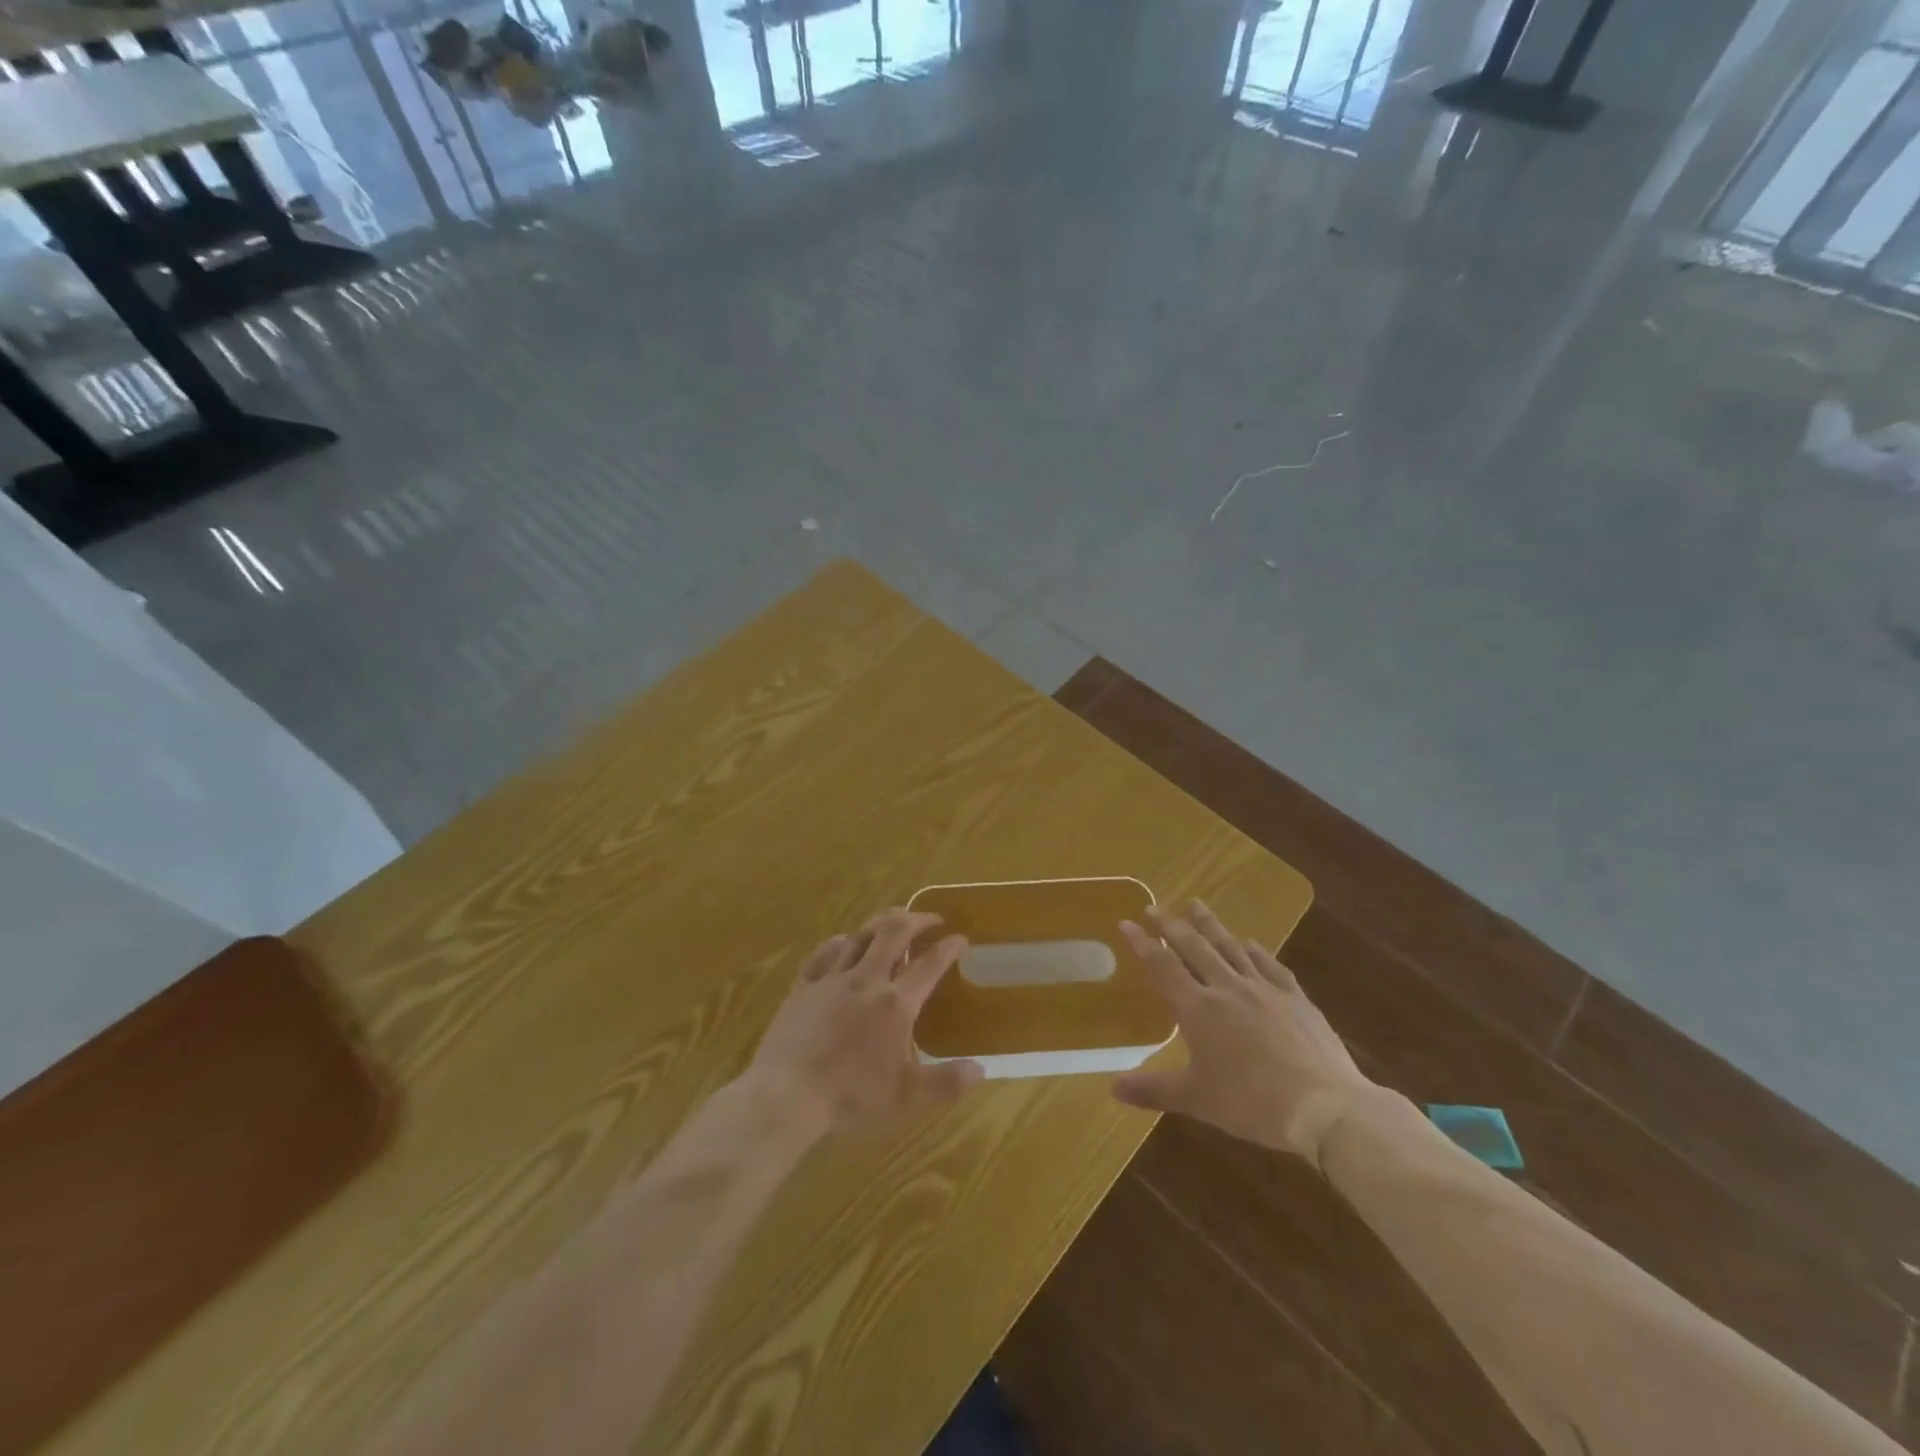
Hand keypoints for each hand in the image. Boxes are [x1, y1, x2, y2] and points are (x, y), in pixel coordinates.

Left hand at [746, 908, 985, 1138]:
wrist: (786, 1095)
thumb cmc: (850, 1096)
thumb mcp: (907, 1097)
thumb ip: (946, 1082)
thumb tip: (982, 1069)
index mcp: (896, 1003)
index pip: (930, 964)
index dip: (949, 946)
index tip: (961, 938)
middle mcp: (866, 980)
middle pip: (894, 932)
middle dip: (916, 919)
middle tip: (930, 919)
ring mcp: (831, 979)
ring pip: (860, 935)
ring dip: (881, 923)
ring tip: (893, 922)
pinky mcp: (803, 986)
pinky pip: (823, 952)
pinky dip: (840, 942)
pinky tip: (844, 942)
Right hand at [1114, 901, 1372, 1164]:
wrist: (1324, 1107)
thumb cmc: (1251, 1103)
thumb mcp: (1196, 1100)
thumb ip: (1154, 1090)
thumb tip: (1114, 1088)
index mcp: (1198, 1009)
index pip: (1163, 966)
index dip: (1143, 943)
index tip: (1127, 922)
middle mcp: (1227, 988)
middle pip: (1194, 947)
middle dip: (1171, 925)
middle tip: (1154, 906)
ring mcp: (1265, 989)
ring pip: (1230, 947)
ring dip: (1210, 925)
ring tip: (1196, 904)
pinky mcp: (1296, 999)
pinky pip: (1270, 965)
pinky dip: (1256, 951)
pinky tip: (1251, 943)